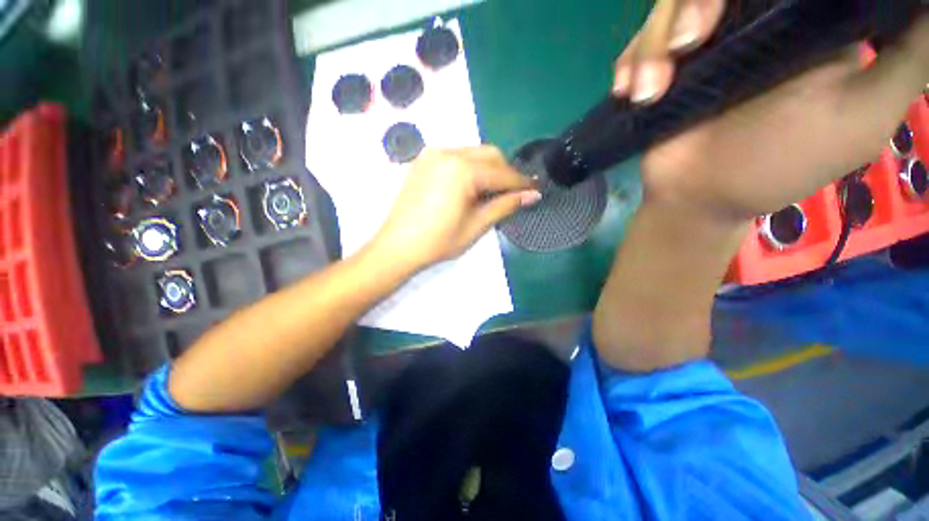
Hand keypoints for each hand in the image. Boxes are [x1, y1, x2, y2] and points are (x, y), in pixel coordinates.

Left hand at [372, 147, 539, 269]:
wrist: (397, 245)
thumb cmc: (438, 241)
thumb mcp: (475, 225)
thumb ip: (504, 205)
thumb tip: (530, 196)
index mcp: (463, 170)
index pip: (502, 174)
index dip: (521, 183)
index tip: (536, 189)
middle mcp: (448, 153)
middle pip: (489, 155)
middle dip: (505, 173)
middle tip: (514, 193)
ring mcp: (433, 154)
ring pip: (473, 153)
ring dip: (488, 169)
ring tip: (492, 192)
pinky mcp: (424, 160)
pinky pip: (456, 157)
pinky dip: (470, 168)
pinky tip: (470, 186)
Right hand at [594, 2, 928, 371]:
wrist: (700, 198)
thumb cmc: (781, 163)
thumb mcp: (865, 113)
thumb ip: (908, 56)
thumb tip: (919, 4)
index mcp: (803, 18)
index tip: (750, 5)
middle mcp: (751, 18)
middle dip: (691, 4)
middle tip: (688, 45)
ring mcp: (701, 42)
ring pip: (667, 7)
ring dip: (651, 46)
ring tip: (648, 91)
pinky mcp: (662, 67)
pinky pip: (638, 44)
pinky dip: (629, 62)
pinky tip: (629, 91)